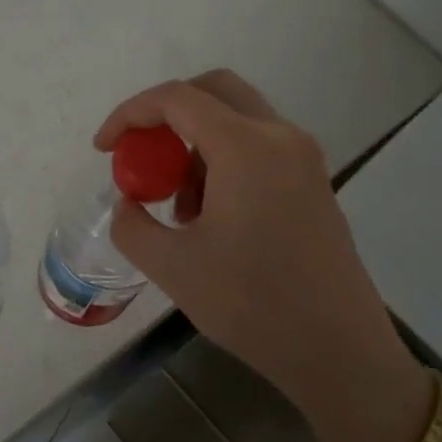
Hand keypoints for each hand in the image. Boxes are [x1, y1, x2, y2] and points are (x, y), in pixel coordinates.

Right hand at [95, 71, 430, 441]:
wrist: (338, 350)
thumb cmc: (251, 305)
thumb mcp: (172, 268)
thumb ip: (132, 225)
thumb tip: (128, 204)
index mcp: (246, 147)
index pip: (177, 99)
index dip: (130, 114)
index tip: (103, 149)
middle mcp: (281, 138)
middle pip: (214, 91)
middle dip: (166, 115)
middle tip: (141, 156)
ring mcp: (304, 159)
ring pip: (237, 120)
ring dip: (195, 144)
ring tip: (177, 208)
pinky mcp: (314, 183)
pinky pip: (259, 148)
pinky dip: (223, 161)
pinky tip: (211, 218)